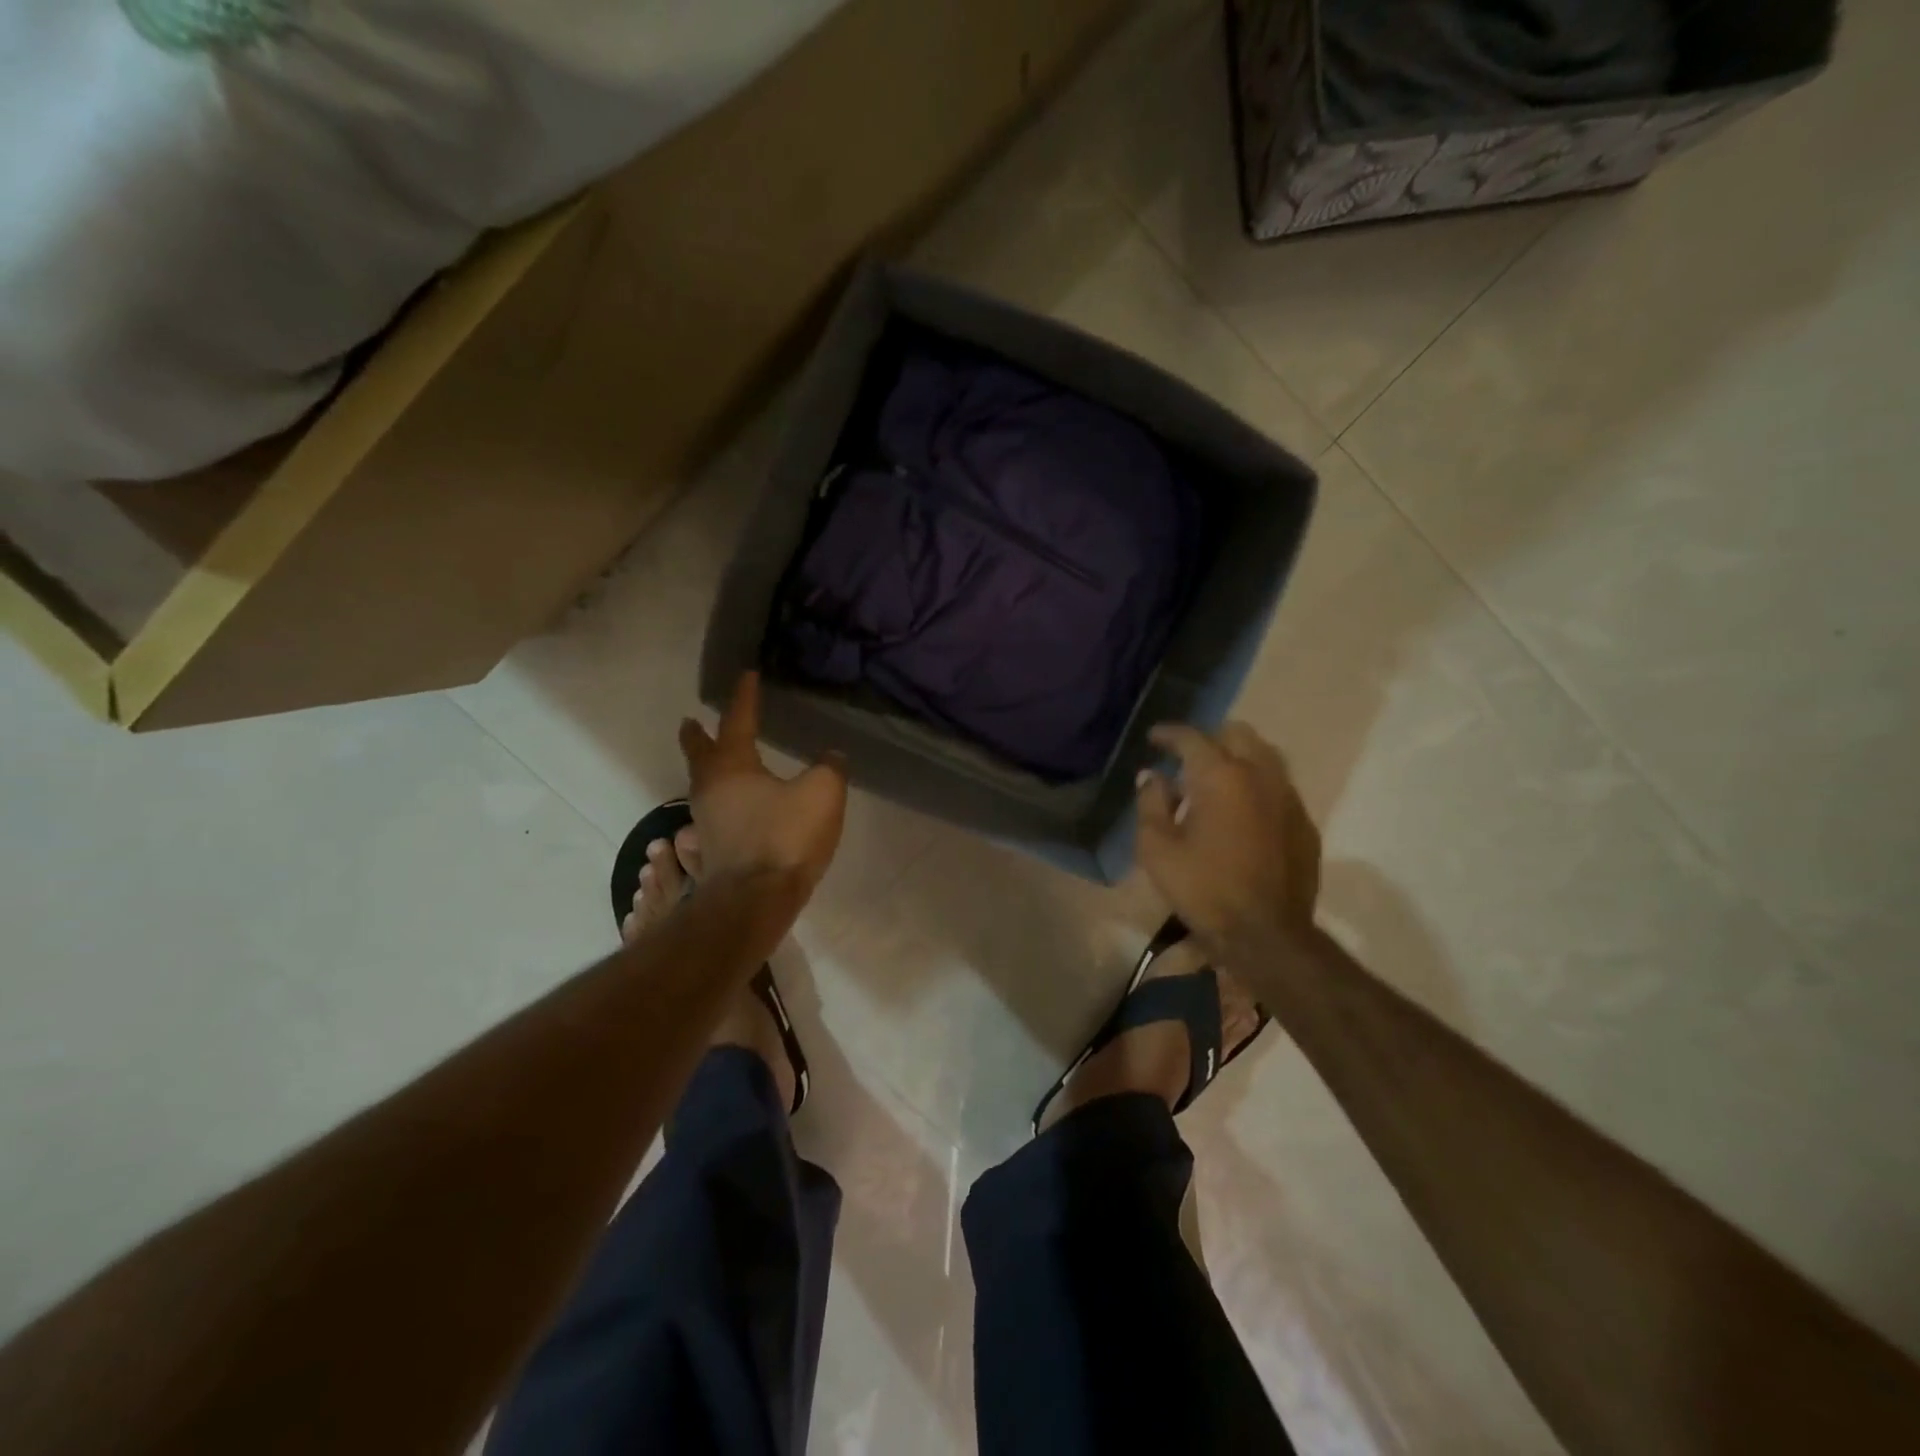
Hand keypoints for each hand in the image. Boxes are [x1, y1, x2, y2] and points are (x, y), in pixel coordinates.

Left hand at [678, 673, 846, 895]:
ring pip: (701, 786)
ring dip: (706, 770)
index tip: (746, 676)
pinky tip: (728, 814)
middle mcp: (710, 789)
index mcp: (733, 766)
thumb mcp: (821, 793)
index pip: (737, 720)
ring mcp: (705, 822)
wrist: (755, 902)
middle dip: (697, 735)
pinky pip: (709, 816)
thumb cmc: (785, 838)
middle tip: (691, 721)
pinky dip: (716, 804)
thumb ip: (828, 769)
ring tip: (716, 764)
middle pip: (699, 754)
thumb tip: (831, 757)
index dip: (744, 697)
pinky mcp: (711, 851)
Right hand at [1135, 721, 1321, 952]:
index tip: (1154, 738)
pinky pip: (1279, 787)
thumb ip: (1151, 804)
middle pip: (1237, 734)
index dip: (1169, 734)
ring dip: (1238, 758)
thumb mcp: (1157, 849)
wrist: (1266, 935)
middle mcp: (1260, 775)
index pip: (1192, 738)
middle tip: (1188, 759)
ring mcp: (1288, 798)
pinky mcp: (1304, 823)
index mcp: (1220, 776)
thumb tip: (1152, 777)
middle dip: (1210, 739)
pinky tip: (1243, 811)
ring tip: (1217, 780)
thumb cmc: (1203, 889)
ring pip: (1265, 756)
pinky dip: (1257, 787)